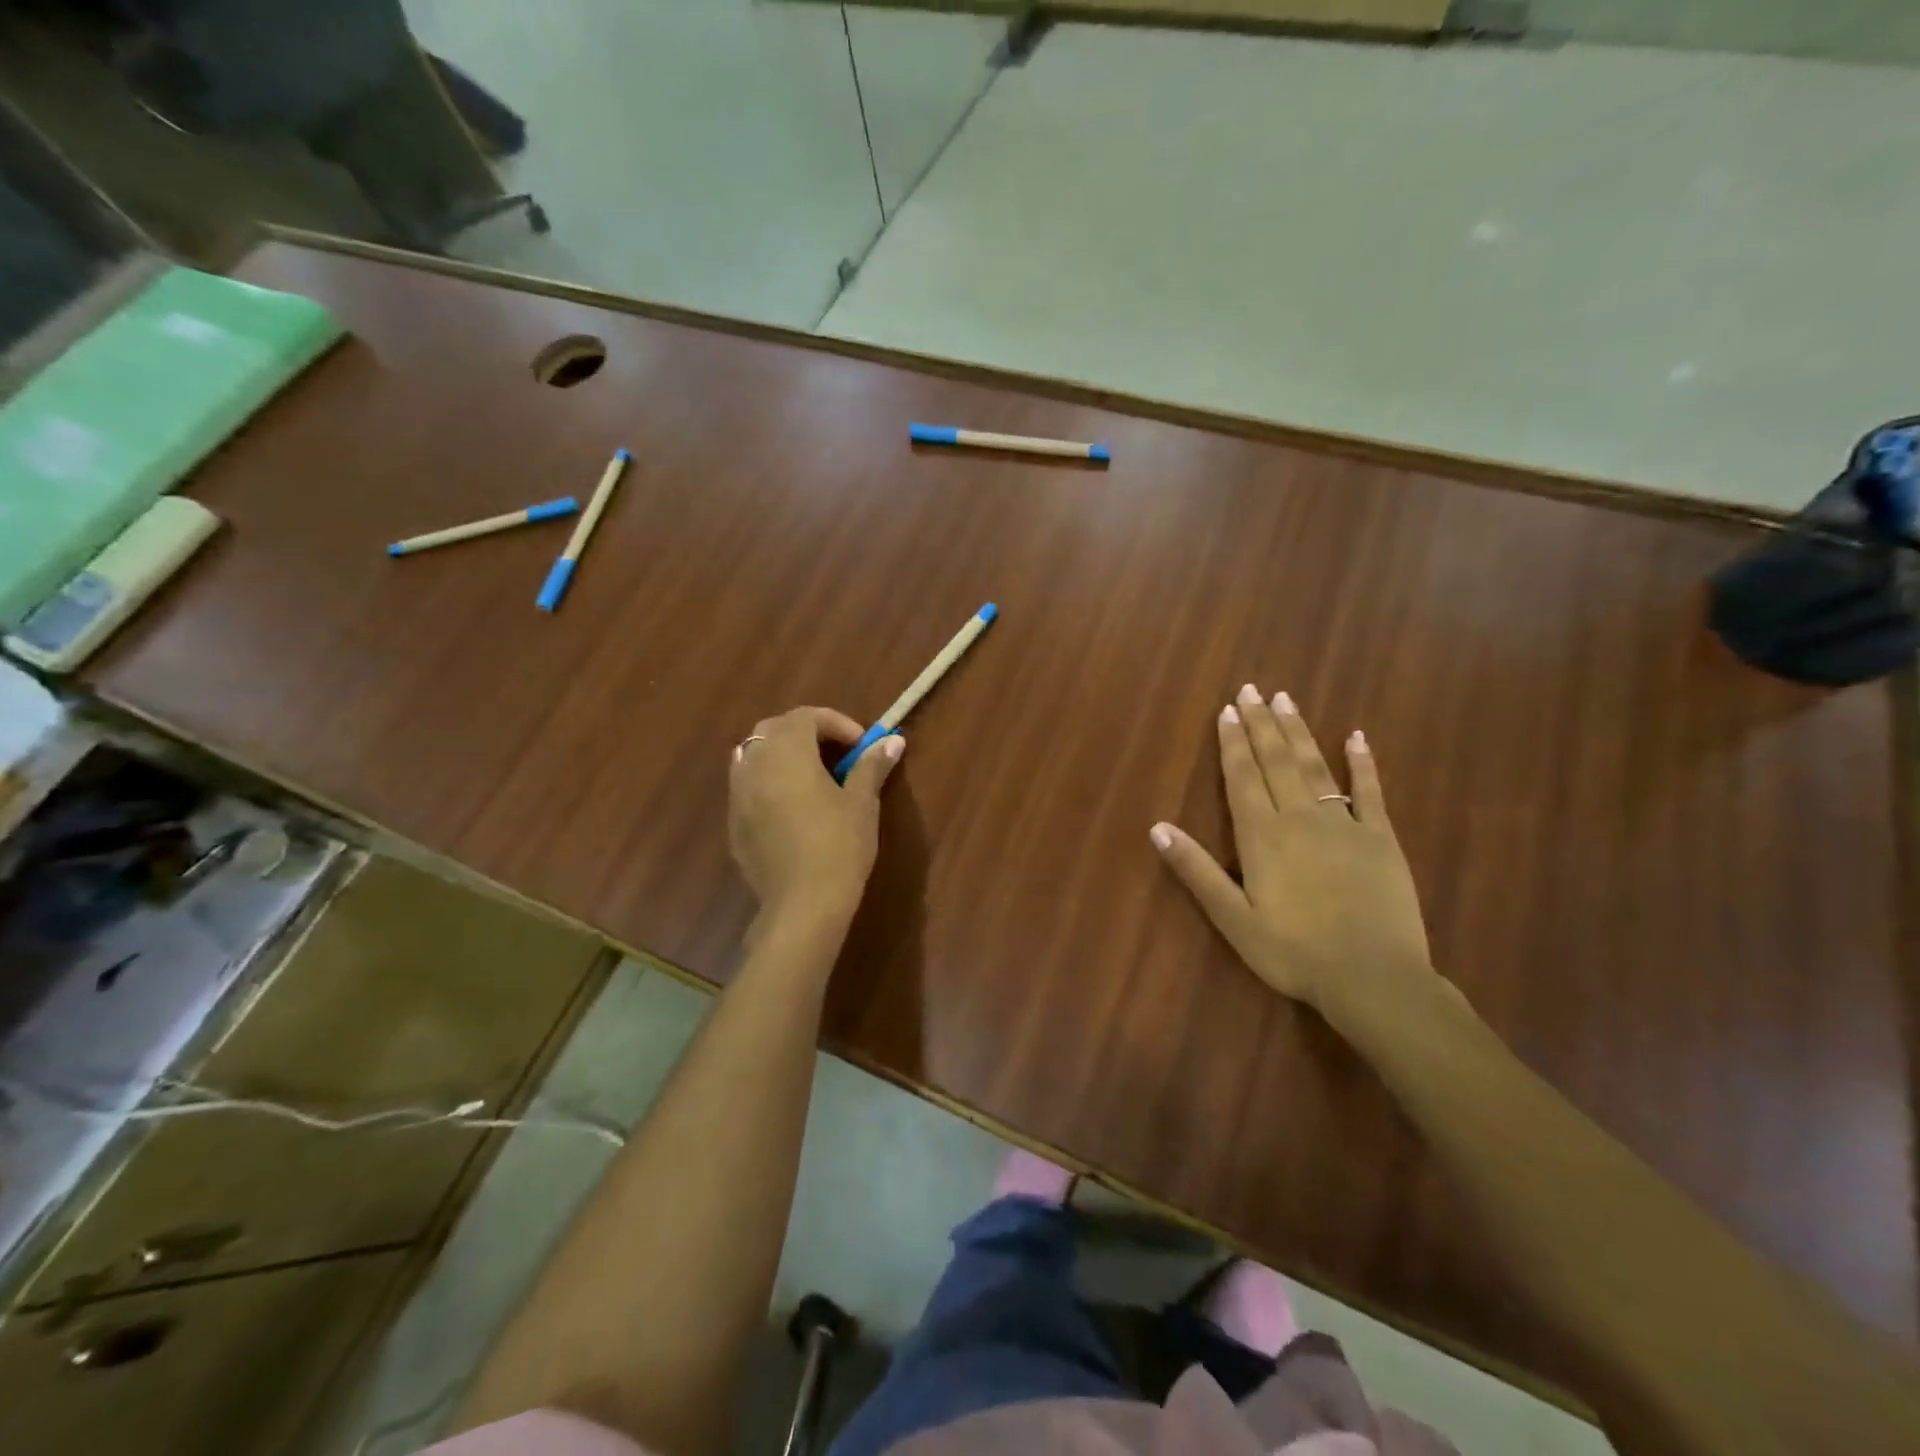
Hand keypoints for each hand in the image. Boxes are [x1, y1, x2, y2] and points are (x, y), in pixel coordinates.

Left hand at [730, 707, 902, 926]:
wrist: (802, 905)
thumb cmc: (839, 846)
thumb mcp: (862, 803)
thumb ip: (871, 766)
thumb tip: (892, 741)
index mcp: (787, 753)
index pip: (805, 716)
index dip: (836, 723)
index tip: (861, 745)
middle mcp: (755, 766)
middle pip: (773, 730)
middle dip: (805, 733)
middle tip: (836, 754)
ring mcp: (738, 796)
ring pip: (754, 756)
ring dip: (782, 755)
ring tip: (811, 776)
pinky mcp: (734, 824)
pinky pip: (747, 787)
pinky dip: (768, 782)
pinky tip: (791, 808)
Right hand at [1151, 684, 1441, 1024]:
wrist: (1373, 978)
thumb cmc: (1294, 952)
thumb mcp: (1233, 919)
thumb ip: (1196, 871)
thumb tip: (1158, 828)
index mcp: (1262, 836)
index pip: (1242, 777)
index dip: (1232, 743)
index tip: (1226, 710)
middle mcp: (1299, 818)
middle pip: (1276, 761)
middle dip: (1261, 724)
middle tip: (1252, 690)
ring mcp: (1344, 824)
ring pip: (1315, 767)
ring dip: (1298, 732)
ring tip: (1285, 699)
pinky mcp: (1381, 838)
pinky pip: (1370, 792)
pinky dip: (1363, 763)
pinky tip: (1356, 737)